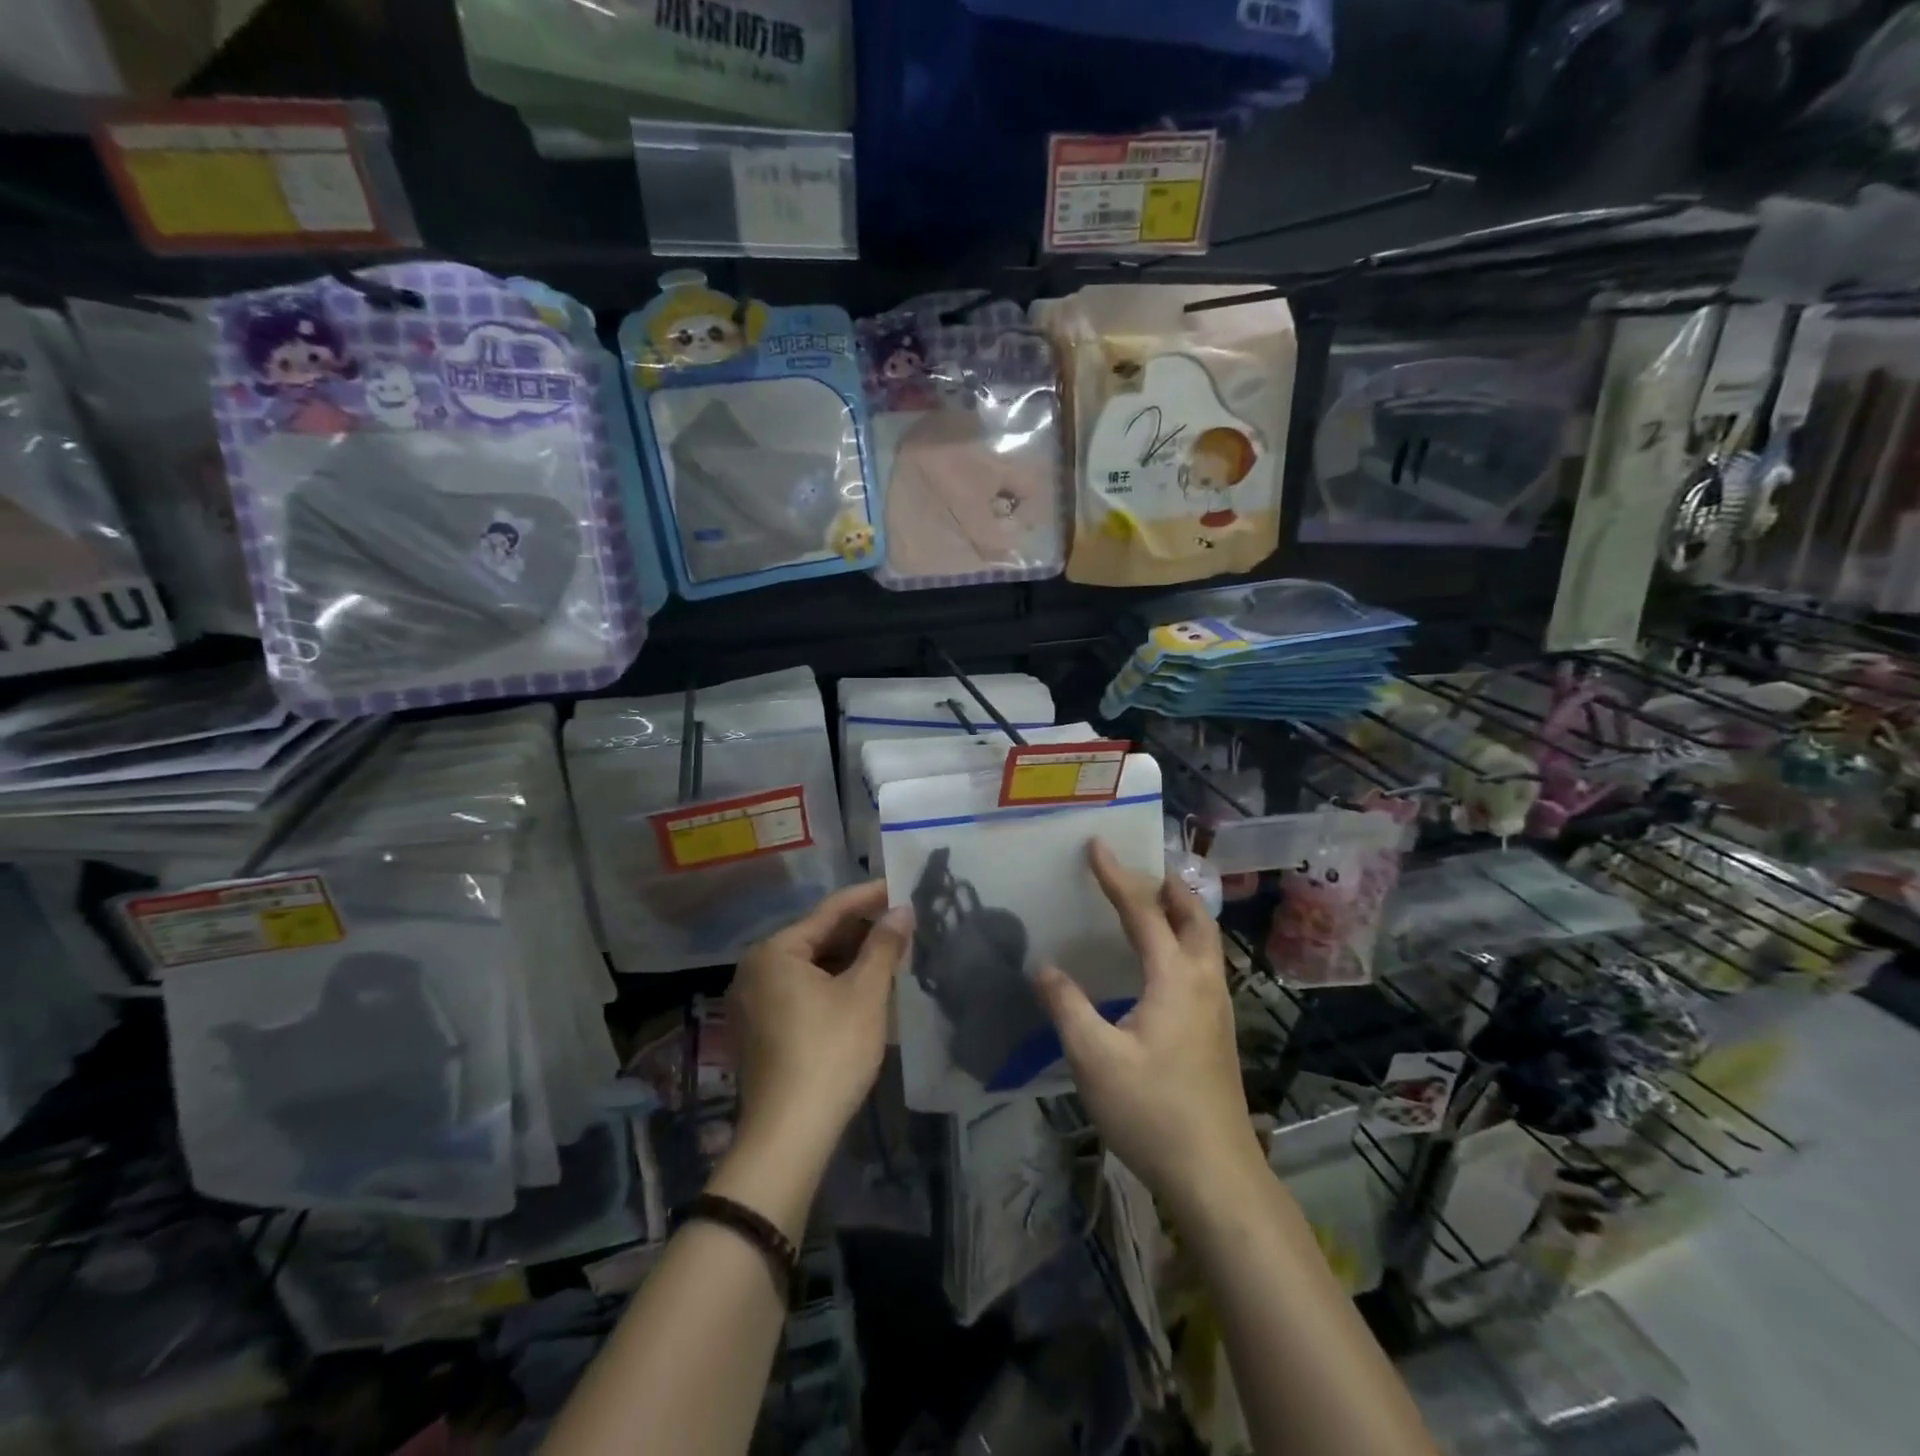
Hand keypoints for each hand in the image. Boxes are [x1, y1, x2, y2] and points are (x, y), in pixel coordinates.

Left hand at [726, 881, 911, 1161]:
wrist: (789, 1135)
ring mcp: (754, 1002)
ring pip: (810, 967)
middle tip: (901, 924)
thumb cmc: (830, 1052)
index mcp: (774, 952)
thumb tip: (902, 910)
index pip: (830, 911)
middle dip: (860, 931)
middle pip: (817, 937)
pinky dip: (832, 984)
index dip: (869, 897)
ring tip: (889, 953)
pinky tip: (863, 987)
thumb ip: (884, 945)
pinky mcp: (760, 1030)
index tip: (899, 885)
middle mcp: (755, 969)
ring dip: (849, 959)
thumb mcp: (865, 993)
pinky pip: (801, 990)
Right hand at [1036, 842, 1265, 1210]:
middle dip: (1168, 885)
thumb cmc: (1153, 1111)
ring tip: (1154, 904)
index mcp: (1175, 978)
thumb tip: (1044, 967)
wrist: (1216, 1175)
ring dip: (1181, 913)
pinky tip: (1164, 966)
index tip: (1097, 845)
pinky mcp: (1219, 1033)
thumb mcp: (1094, 1059)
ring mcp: (1218, 1009)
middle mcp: (1204, 982)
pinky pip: (1205, 965)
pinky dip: (1186, 942)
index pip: (1142, 911)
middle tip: (1140, 867)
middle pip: (1194, 917)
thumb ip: (1067, 1006)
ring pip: (1206, 942)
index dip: (1116, 876)